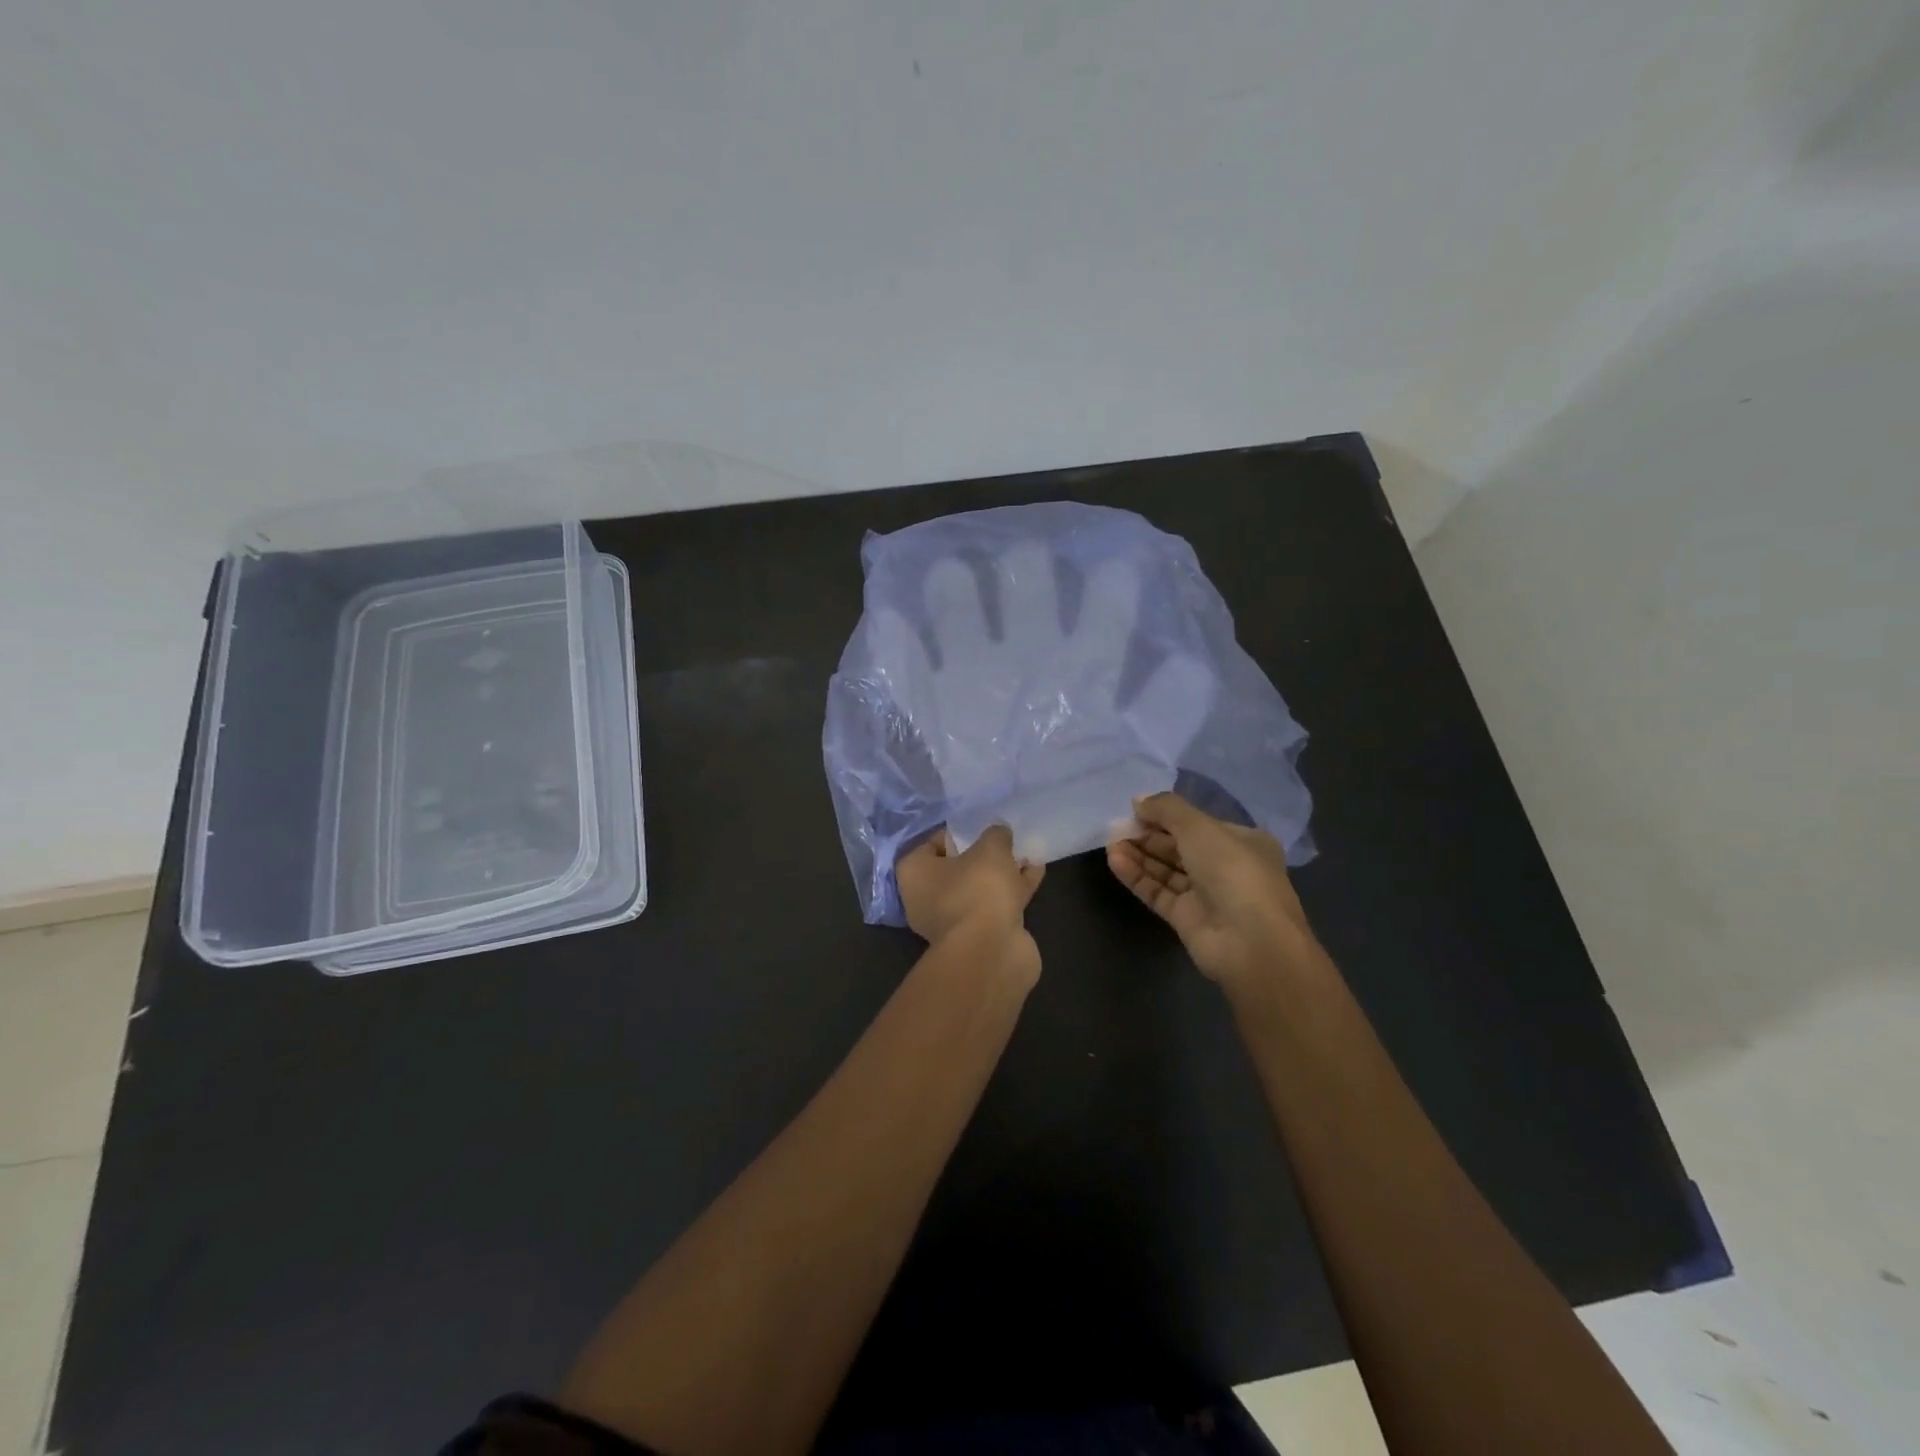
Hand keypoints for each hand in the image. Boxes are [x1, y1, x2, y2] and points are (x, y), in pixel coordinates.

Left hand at [896, 825, 1044, 981]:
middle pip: (955, 870)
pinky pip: (995, 905)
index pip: (930, 845)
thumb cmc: (977, 889)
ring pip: (978, 889)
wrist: (991, 952)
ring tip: (1027, 853)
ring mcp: (952, 922)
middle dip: (981, 856)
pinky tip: (1037, 872)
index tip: (978, 828)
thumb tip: (999, 831)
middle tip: (1003, 840)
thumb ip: (995, 835)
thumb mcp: (990, 849)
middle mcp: (926, 898)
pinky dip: (1013, 890)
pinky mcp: (978, 937)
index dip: (954, 834)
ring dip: (1001, 873)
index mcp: (914, 874)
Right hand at [1107, 792, 1314, 990]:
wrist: (1250, 943)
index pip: (1198, 824)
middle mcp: (1227, 867)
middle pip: (1180, 846)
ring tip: (1110, 843)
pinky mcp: (1187, 919)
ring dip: (1139, 855)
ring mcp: (1207, 896)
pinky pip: (1158, 892)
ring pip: (1167, 870)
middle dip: (1149, 835)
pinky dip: (1138, 877)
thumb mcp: (1200, 827)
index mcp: (1242, 842)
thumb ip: (1167, 809)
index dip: (1166, 815)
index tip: (1135, 809)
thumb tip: (1138, 800)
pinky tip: (1115, 861)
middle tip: (1117, 827)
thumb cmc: (1233, 872)